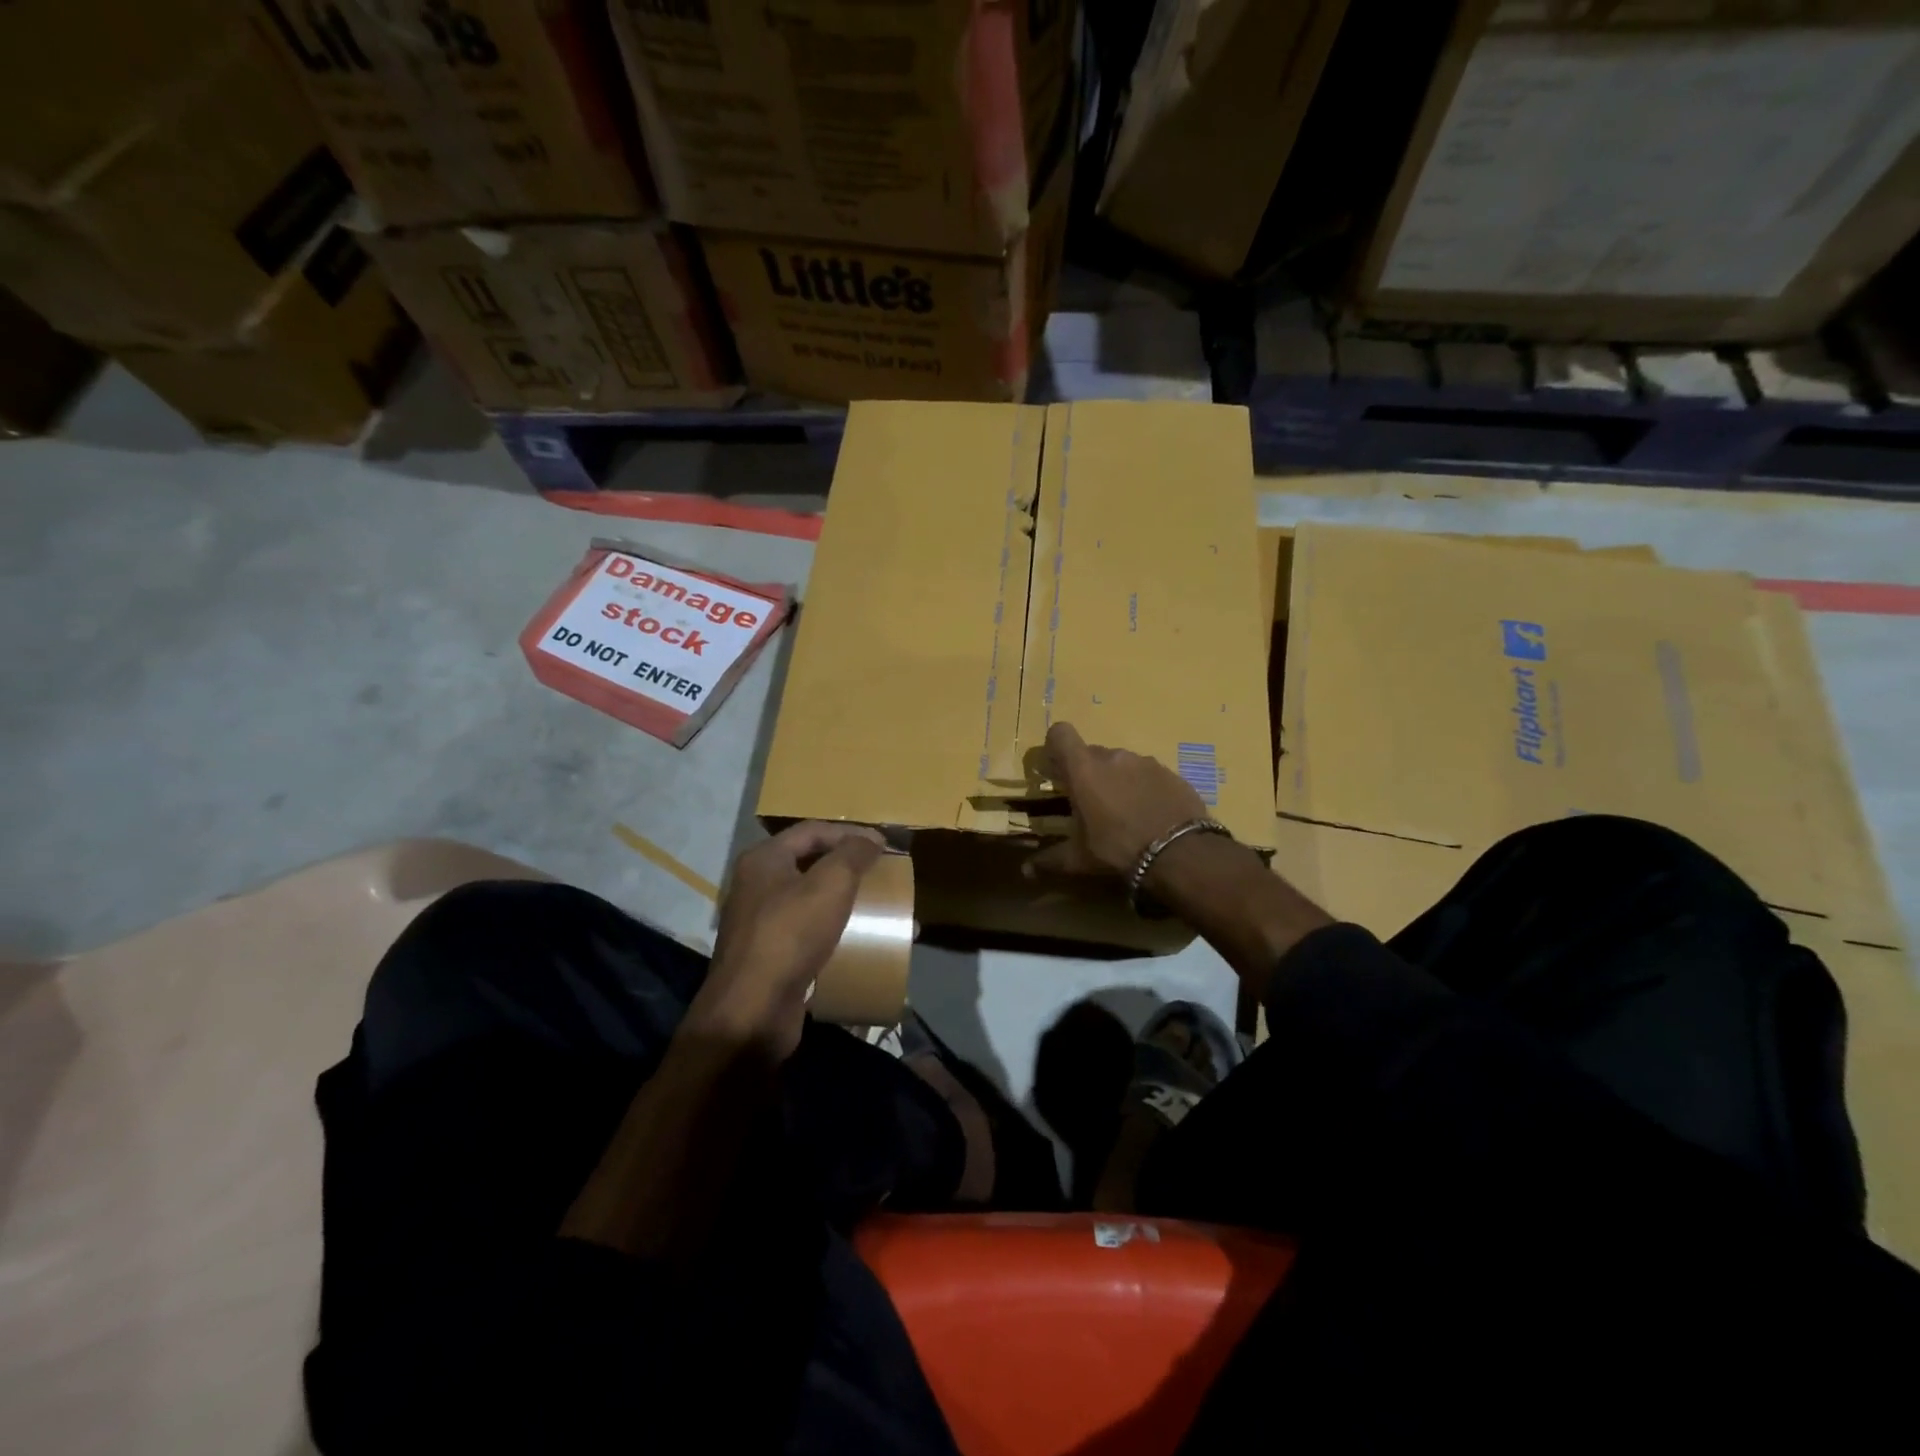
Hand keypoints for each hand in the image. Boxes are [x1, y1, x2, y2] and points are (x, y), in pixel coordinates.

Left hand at [690, 821, 885, 1060]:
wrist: (752, 1012)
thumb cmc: (790, 935)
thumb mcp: (830, 884)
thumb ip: (853, 853)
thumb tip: (871, 839)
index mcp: (764, 860)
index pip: (813, 831)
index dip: (851, 833)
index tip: (886, 846)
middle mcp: (757, 886)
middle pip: (811, 864)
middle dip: (851, 869)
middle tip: (883, 875)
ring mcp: (761, 924)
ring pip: (812, 902)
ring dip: (847, 903)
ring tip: (881, 911)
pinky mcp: (770, 958)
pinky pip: (810, 935)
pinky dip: (837, 933)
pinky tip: (862, 944)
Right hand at [1027, 721, 1206, 878]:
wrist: (1181, 853)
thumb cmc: (1118, 849)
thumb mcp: (1080, 858)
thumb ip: (1050, 860)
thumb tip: (1025, 871)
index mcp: (1084, 769)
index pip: (1061, 734)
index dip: (1055, 747)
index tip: (1057, 770)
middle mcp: (1114, 756)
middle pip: (1092, 753)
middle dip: (1088, 773)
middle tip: (1090, 804)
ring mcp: (1146, 762)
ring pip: (1122, 764)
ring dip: (1117, 781)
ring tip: (1123, 813)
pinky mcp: (1171, 774)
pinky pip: (1149, 775)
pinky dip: (1144, 789)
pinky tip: (1150, 816)